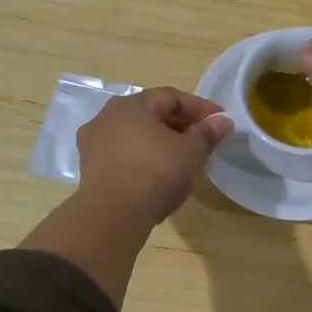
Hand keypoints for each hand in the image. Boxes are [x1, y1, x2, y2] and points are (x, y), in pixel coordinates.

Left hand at [77, 87, 231, 225]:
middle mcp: (107, 116)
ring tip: (181, 160)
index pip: (172, 97)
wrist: (113, 213)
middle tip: (203, 140)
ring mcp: (93, 143)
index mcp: (132, 104)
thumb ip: (207, 133)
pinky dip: (142, 159)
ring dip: (159, 143)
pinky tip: (157, 175)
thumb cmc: (156, 172)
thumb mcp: (191, 152)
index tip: (219, 120)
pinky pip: (123, 155)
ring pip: (135, 136)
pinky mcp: (88, 169)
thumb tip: (222, 121)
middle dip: (179, 125)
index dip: (199, 107)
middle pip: (150, 114)